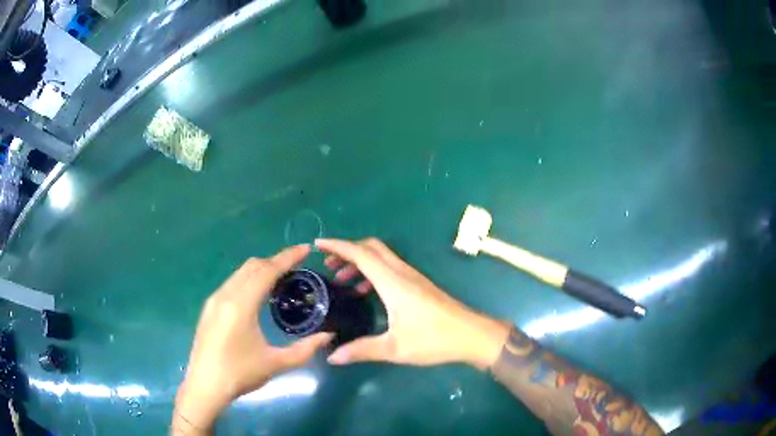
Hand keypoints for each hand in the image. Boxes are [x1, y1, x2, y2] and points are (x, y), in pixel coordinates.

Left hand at [173, 245, 332, 433]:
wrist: (204, 386)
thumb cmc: (240, 374)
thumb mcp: (275, 364)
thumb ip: (304, 349)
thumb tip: (328, 335)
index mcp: (241, 305)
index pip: (266, 271)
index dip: (287, 257)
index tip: (305, 248)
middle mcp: (225, 295)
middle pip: (252, 266)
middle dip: (276, 260)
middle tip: (297, 266)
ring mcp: (214, 299)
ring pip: (240, 272)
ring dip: (261, 269)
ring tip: (281, 278)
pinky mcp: (209, 307)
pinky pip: (232, 282)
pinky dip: (249, 279)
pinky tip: (258, 294)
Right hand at [316, 238, 509, 368]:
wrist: (472, 335)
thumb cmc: (434, 340)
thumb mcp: (395, 348)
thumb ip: (362, 350)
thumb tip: (332, 357)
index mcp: (393, 282)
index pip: (361, 254)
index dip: (338, 246)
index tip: (318, 245)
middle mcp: (402, 273)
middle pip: (371, 248)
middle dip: (347, 251)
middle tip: (328, 265)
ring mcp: (412, 277)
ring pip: (381, 257)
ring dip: (359, 262)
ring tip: (341, 280)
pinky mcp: (418, 285)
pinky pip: (389, 268)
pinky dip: (372, 271)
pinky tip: (365, 291)